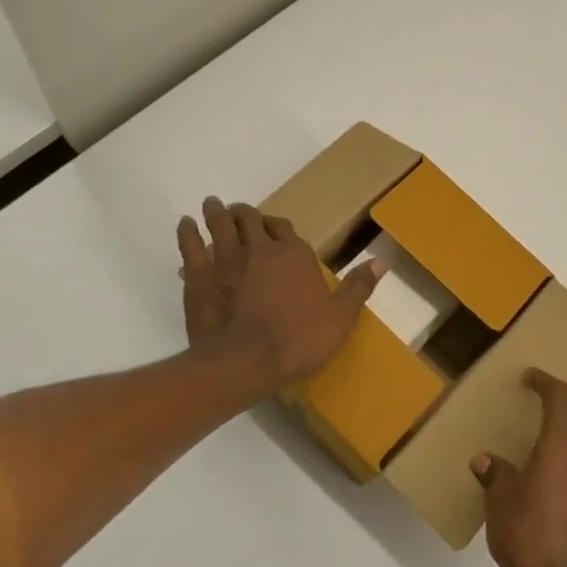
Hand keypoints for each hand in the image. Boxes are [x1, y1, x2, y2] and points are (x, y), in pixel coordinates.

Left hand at [176, 196, 381, 389]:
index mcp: (294, 255)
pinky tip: (185, 225)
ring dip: (216, 212)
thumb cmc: (298, 340)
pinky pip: (190, 246)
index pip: (284, 228)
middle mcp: (259, 249)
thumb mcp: (340, 318)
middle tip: (239, 211)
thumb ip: (358, 287)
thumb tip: (382, 261)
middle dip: (245, 213)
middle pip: (250, 219)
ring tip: (212, 204)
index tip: (273, 226)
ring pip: (219, 225)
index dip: (278, 225)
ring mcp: (226, 260)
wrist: (245, 362)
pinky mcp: (198, 276)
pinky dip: (187, 232)